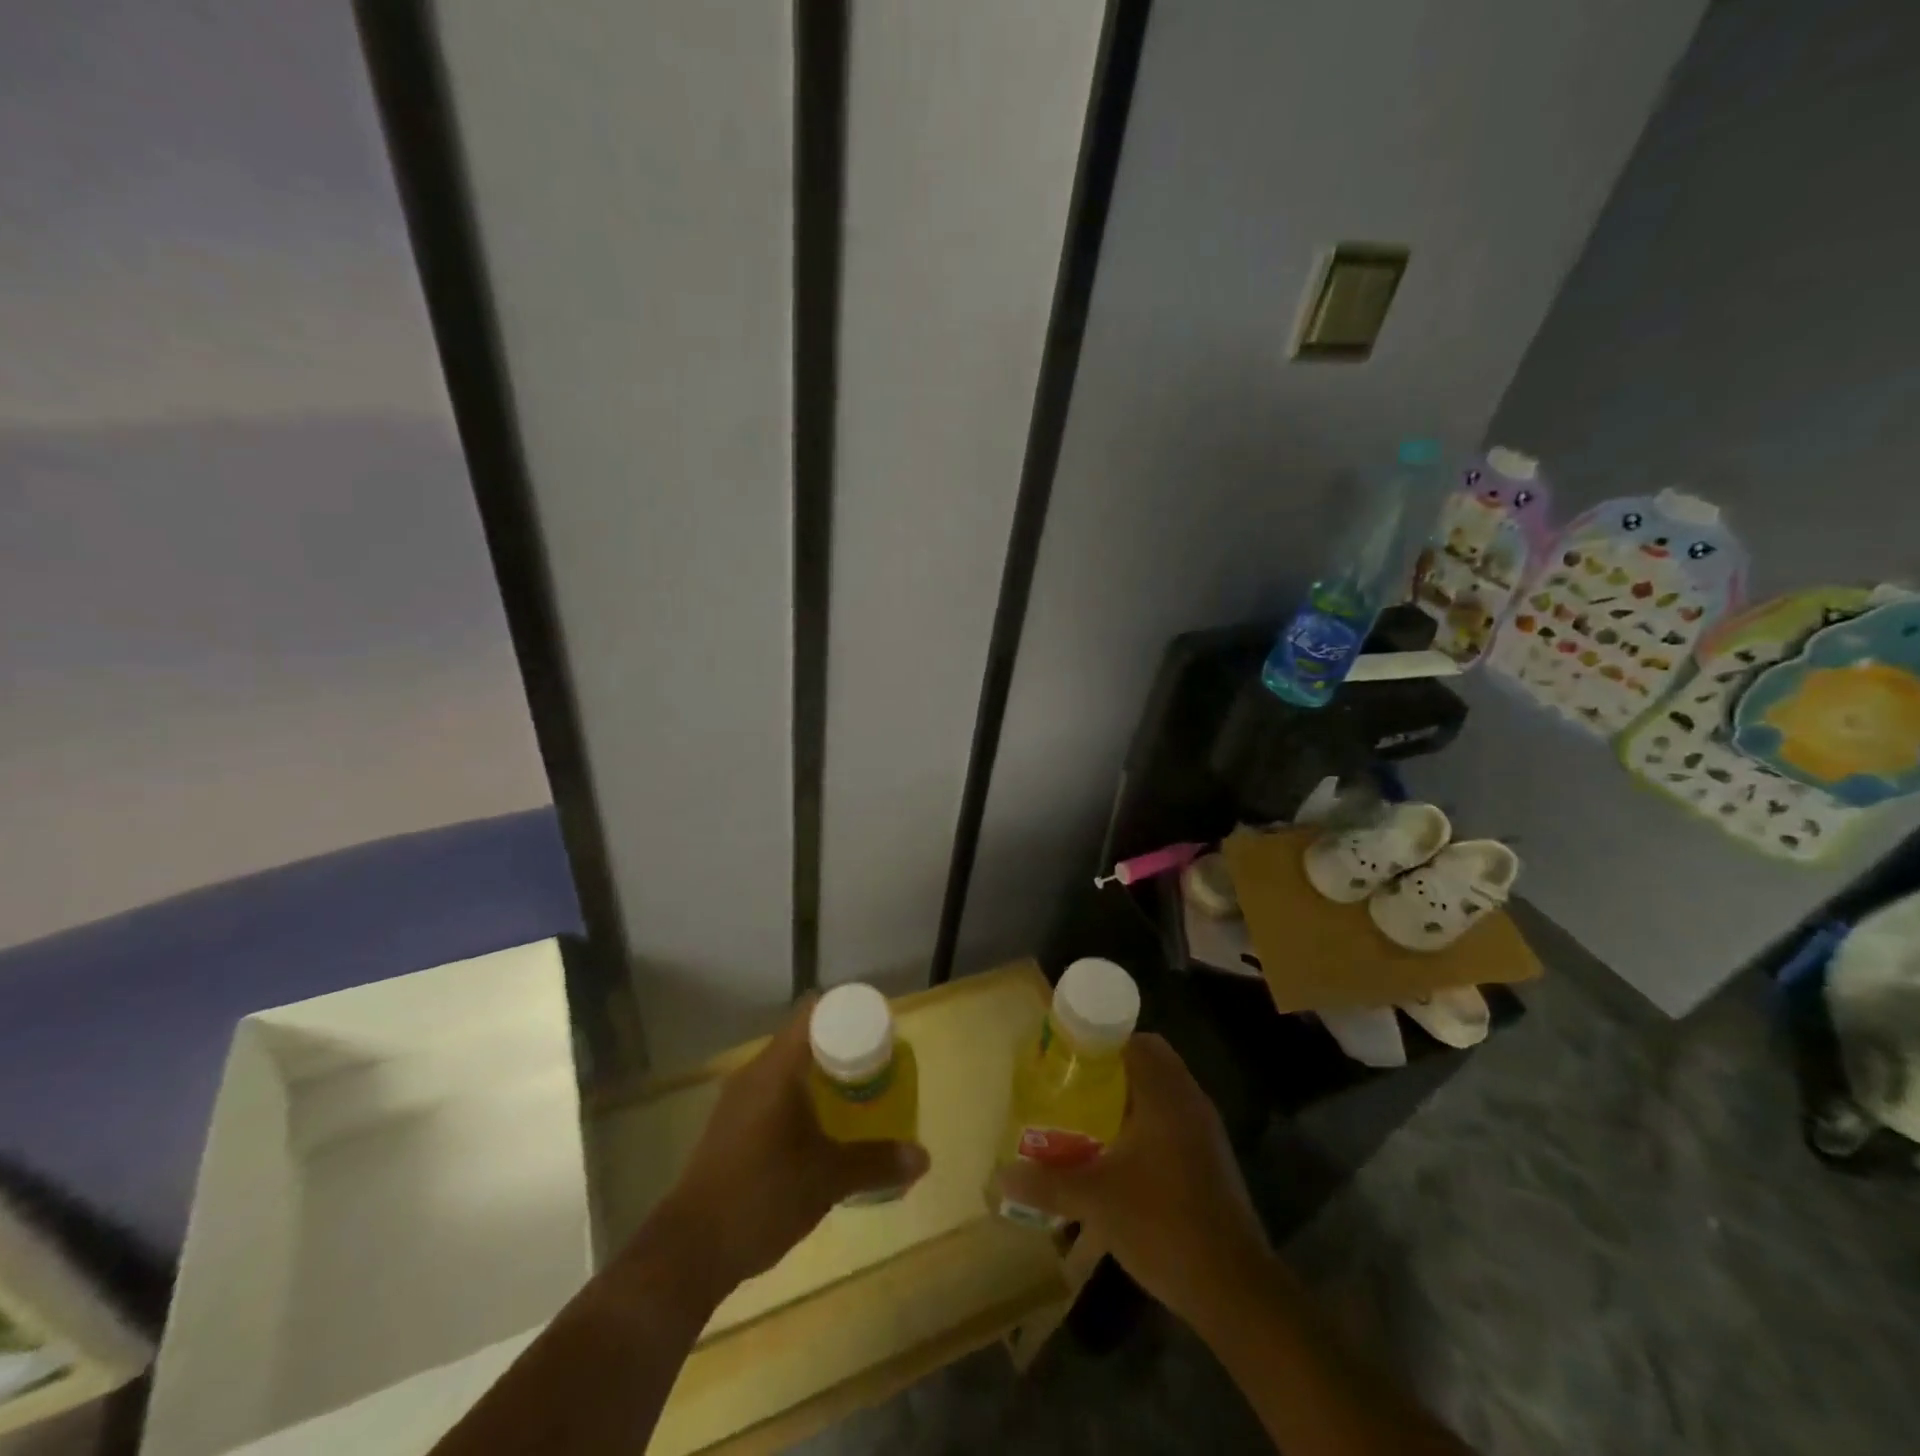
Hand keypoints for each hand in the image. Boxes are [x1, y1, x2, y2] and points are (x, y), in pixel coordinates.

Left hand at [645, 997, 929, 1305]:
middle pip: (804, 1038)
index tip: (879, 1028)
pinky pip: (773, 1094)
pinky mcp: (729, 1127)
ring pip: (787, 1068)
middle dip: (842, 1047)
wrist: (689, 1251)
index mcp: (777, 1068)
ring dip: (820, 1076)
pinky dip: (800, 1098)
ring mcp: (737, 1101)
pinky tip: (819, 1129)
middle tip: (878, 1065)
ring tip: (856, 1096)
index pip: (814, 1012)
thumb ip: (876, 1163)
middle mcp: (754, 1073)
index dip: (848, 1012)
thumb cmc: (762, 1196)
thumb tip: (924, 1157)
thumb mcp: (828, 1179)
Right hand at [997, 1033, 1270, 1327]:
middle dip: (1110, 1068)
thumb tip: (1000, 1175)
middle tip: (1073, 1085)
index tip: (1066, 1054)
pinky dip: (1146, 1122)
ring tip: (1087, 1118)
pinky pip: (1173, 1119)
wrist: (1234, 1288)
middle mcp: (1189, 1100)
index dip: (1098, 1039)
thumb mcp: (1096, 1201)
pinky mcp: (1211, 1159)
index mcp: (1165, 1094)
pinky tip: (1119, 1156)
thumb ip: (1047, 1182)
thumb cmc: (1163, 1224)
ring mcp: (1205, 1130)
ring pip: (1161, 1092)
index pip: (1134, 1039)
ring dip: (1128, 1096)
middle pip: (1148, 1061)